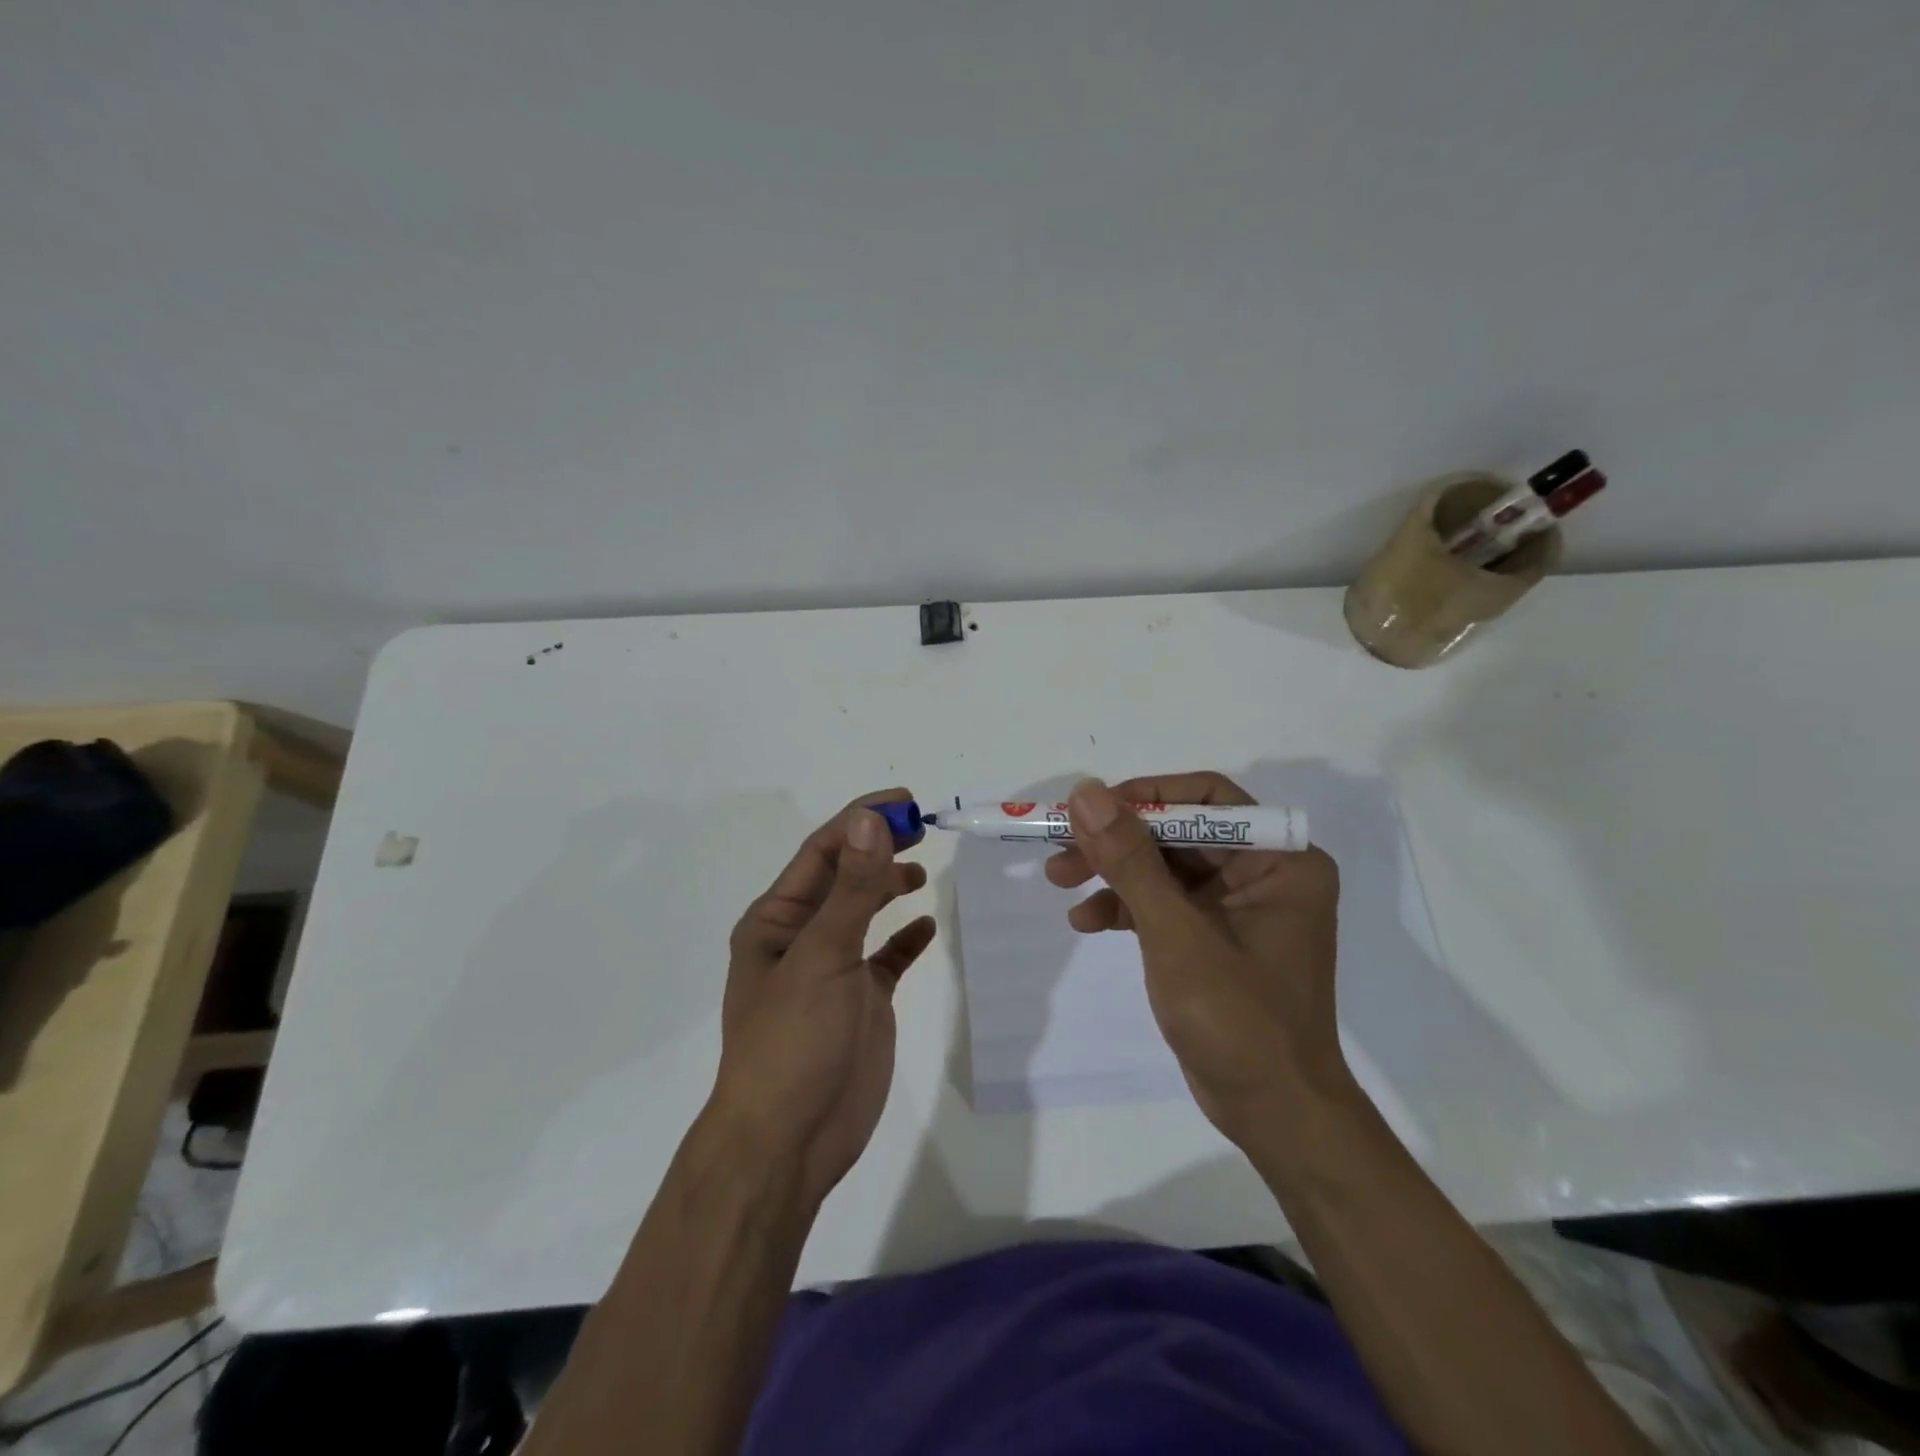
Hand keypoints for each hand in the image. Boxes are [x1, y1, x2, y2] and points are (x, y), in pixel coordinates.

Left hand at [711, 791, 935, 1207]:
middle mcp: (802, 937)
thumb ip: (852, 889)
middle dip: (878, 848)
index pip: (822, 851)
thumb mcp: (823, 956)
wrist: (789, 1143)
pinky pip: (886, 957)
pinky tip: (926, 927)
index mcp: (777, 920)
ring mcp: (833, 971)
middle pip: (845, 876)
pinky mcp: (861, 1002)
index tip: (905, 802)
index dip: (860, 820)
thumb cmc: (793, 1041)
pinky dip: (905, 939)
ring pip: (864, 913)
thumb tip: (870, 820)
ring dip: (889, 886)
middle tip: (922, 827)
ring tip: (920, 871)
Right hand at [1045, 773, 1346, 1144]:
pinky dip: (1125, 907)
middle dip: (1116, 840)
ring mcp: (1238, 906)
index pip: (1206, 799)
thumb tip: (1086, 794)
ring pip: (1164, 866)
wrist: (1274, 1115)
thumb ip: (1130, 861)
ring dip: (1112, 872)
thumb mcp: (1176, 934)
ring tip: (1058, 880)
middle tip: (1059, 846)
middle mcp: (1263, 872)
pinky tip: (1086, 922)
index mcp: (1279, 860)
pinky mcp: (1214, 936)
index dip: (1143, 796)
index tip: (1089, 808)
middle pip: (1178, 831)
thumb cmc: (1239, 1021)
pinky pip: (1164, 903)